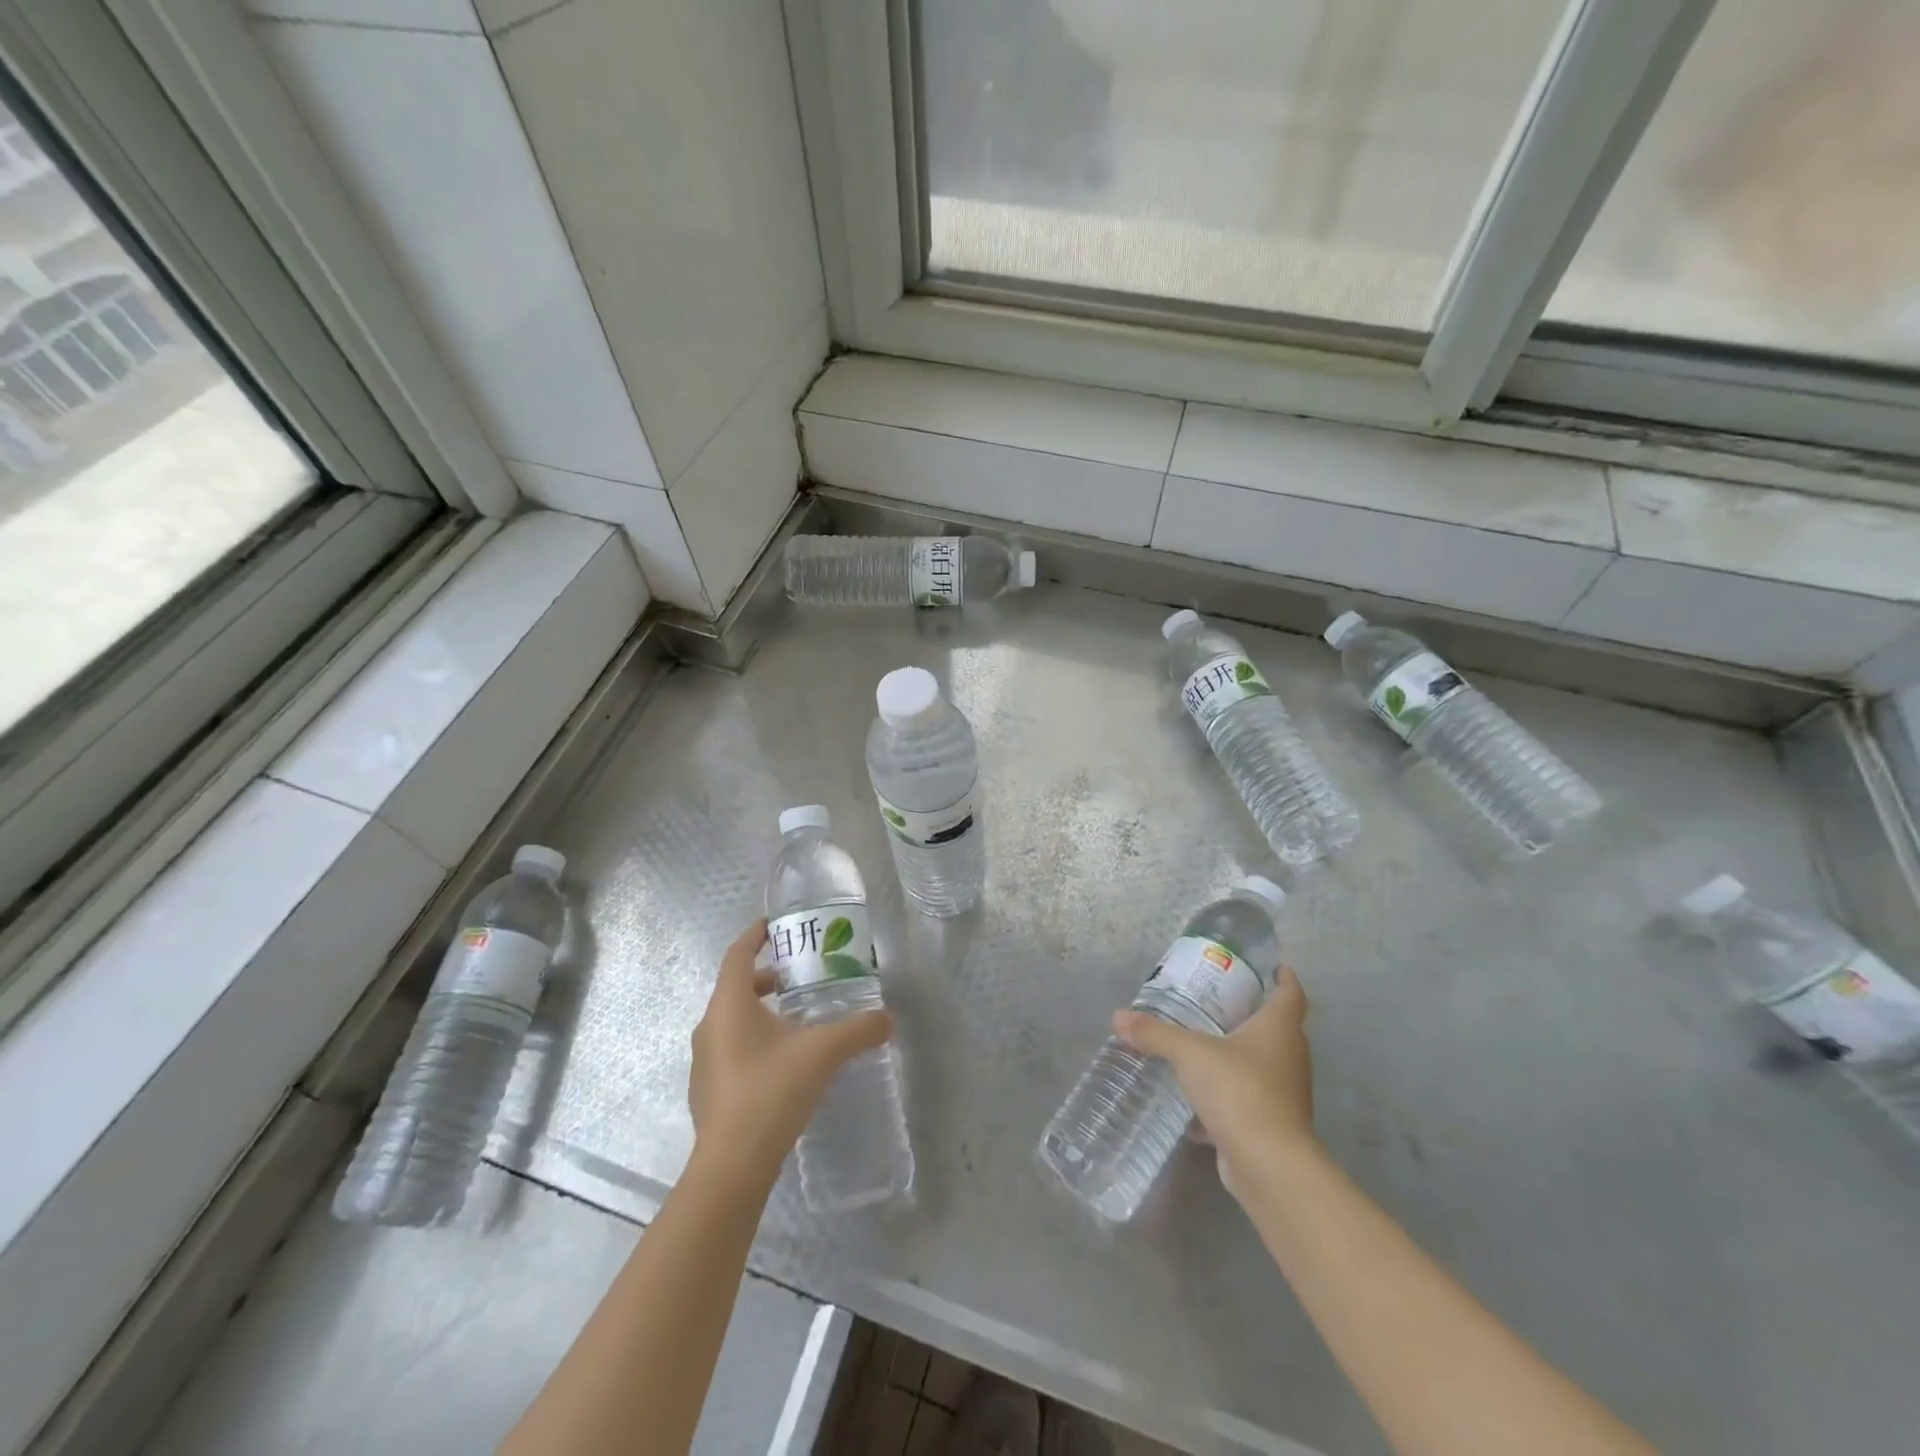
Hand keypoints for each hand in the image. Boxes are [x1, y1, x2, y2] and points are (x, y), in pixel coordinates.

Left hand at [687, 920, 892, 1185]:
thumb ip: (858, 1030)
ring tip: (797, 1019)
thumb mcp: (823, 1053)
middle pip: (735, 987)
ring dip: (760, 1011)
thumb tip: (888, 1018)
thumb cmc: (772, 1091)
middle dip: (766, 977)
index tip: (774, 925)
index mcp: (729, 1004)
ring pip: (732, 1020)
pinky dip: (754, 1041)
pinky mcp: (707, 1091)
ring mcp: (704, 1061)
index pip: (737, 954)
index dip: (755, 935)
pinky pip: (730, 1050)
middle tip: (800, 976)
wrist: (733, 1166)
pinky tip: (783, 1062)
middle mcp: (709, 1026)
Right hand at [1113, 967, 1317, 1196]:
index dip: (1283, 977)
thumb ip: (1155, 1033)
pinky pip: (1248, 1099)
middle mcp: (1289, 1056)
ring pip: (1263, 1064)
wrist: (1269, 1165)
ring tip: (1203, 1043)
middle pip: (1278, 1027)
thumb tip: (1118, 1017)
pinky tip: (1196, 1099)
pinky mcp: (1272, 1125)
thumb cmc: (1239, 1090)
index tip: (1271, 966)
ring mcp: (1284, 1093)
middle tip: (1219, 1000)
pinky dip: (1227, 1095)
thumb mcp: (1190, 1053)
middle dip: (1253, 1014)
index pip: (1290, 993)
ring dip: (1239, 1055)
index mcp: (1279, 1029)